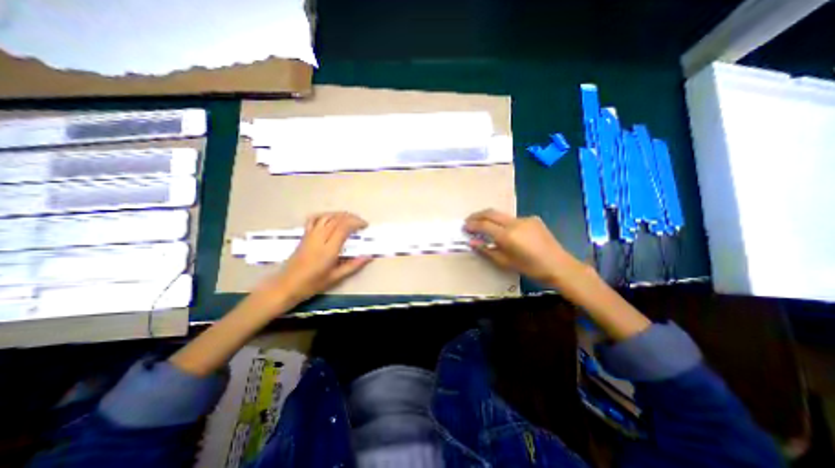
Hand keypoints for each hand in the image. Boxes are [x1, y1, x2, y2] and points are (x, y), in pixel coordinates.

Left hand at [255, 211, 370, 306]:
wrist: (287, 285)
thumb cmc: (313, 284)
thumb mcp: (336, 277)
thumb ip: (353, 265)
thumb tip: (369, 256)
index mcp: (328, 250)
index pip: (343, 228)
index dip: (356, 223)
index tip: (365, 226)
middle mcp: (319, 239)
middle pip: (336, 219)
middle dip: (351, 217)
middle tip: (361, 222)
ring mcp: (310, 235)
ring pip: (326, 216)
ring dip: (340, 214)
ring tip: (350, 219)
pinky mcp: (304, 235)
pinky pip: (314, 219)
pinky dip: (325, 215)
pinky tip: (331, 217)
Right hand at [463, 209, 585, 285]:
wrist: (559, 265)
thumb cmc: (530, 268)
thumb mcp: (505, 262)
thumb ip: (487, 250)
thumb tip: (472, 242)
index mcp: (507, 236)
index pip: (484, 225)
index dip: (472, 225)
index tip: (464, 227)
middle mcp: (515, 223)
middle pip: (491, 213)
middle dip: (477, 215)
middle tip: (469, 220)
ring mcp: (525, 219)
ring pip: (502, 215)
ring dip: (490, 219)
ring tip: (484, 226)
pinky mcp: (533, 219)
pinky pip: (513, 219)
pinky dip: (504, 223)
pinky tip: (506, 232)